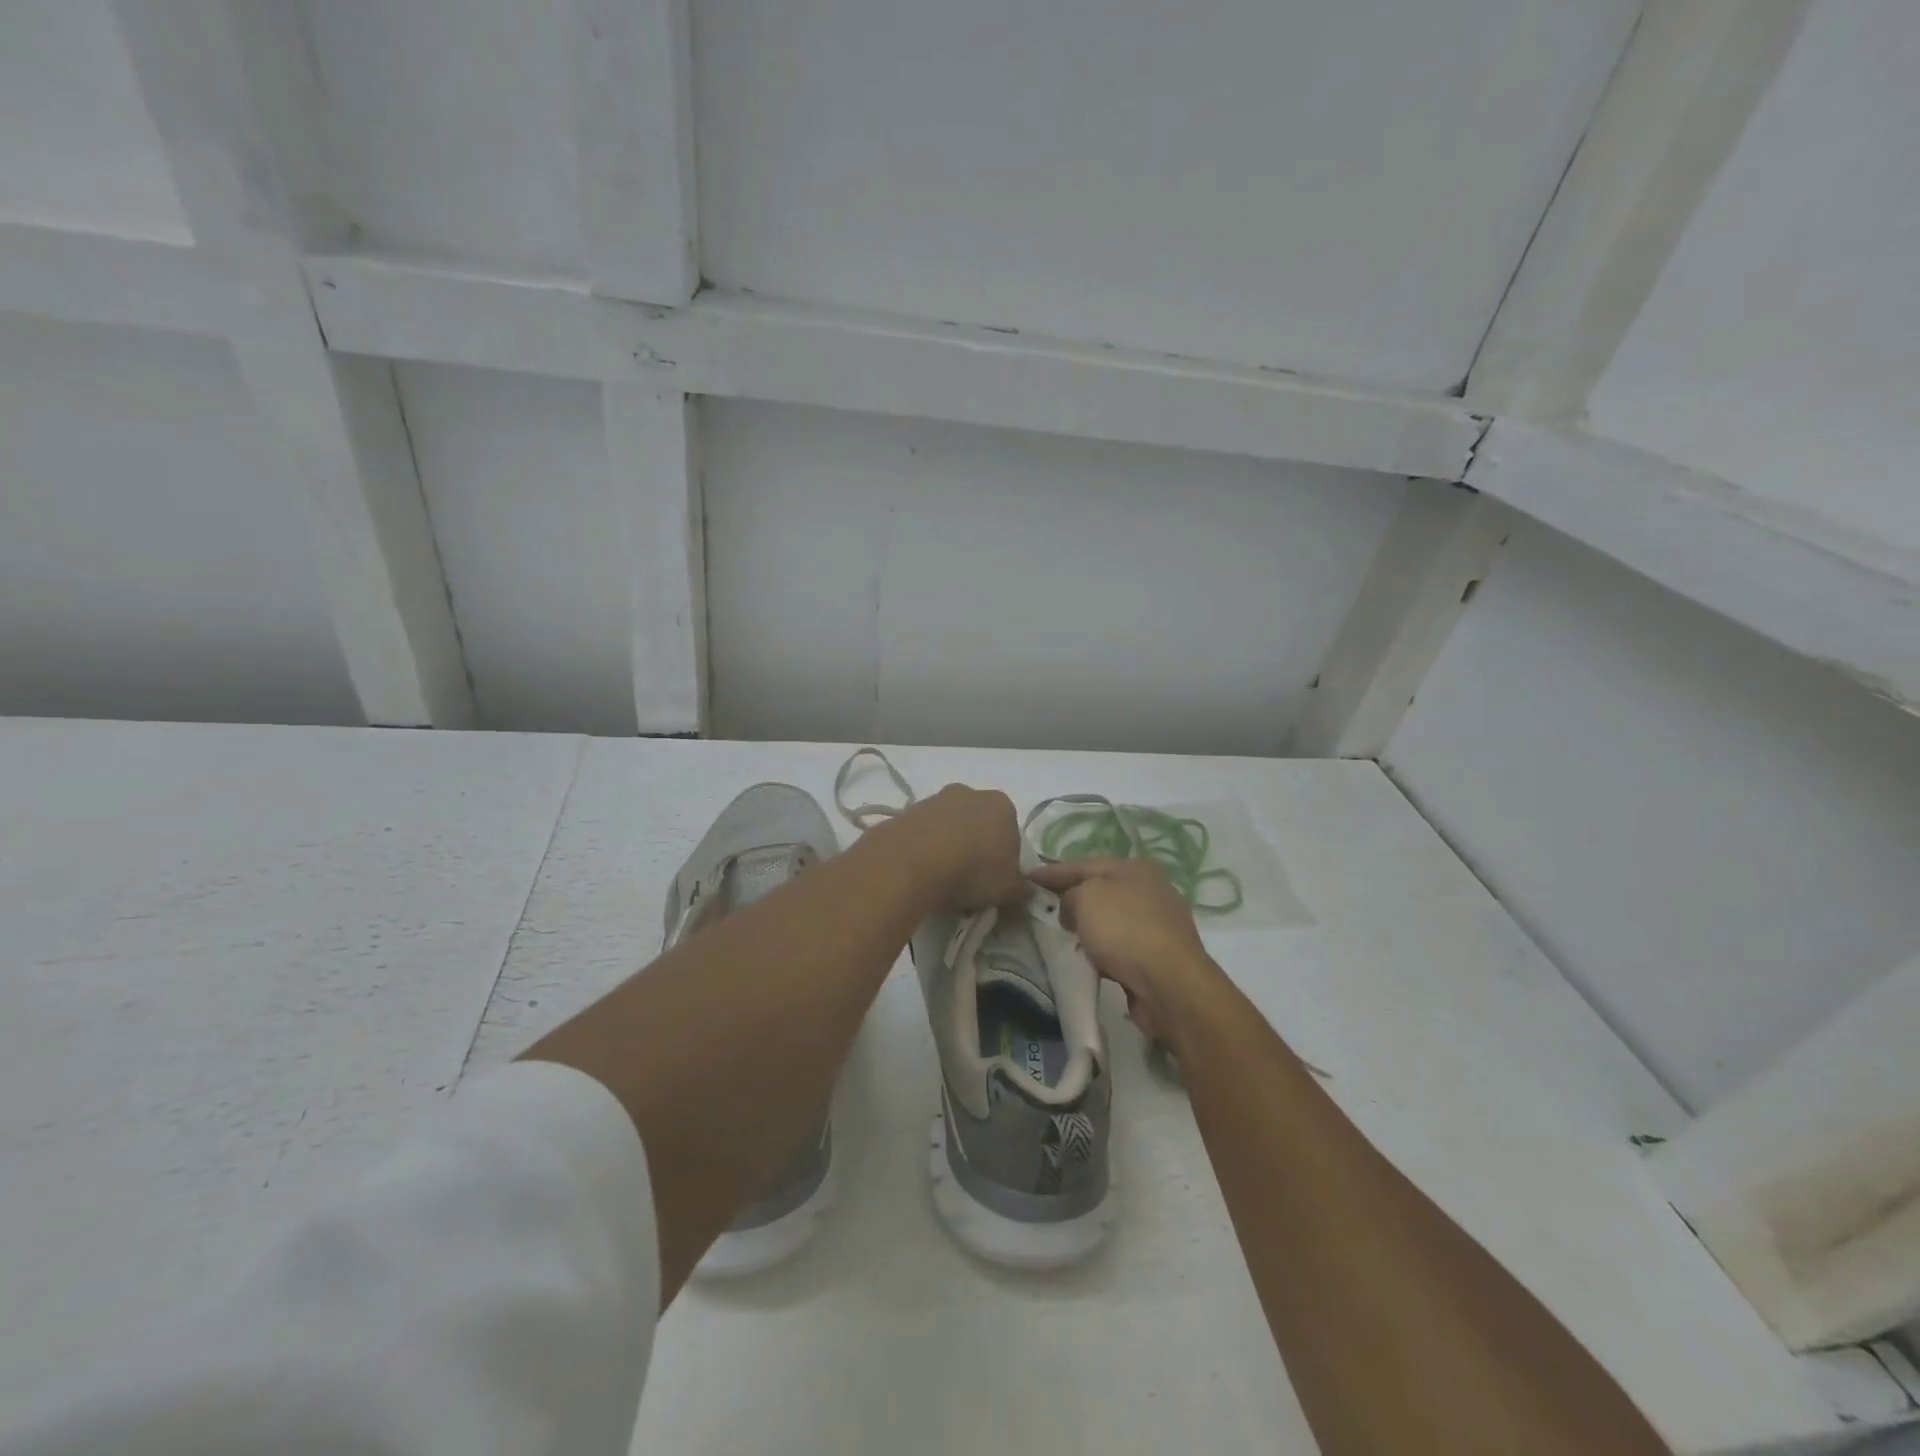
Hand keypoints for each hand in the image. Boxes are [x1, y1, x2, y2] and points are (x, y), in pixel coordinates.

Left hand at [888, 784, 1025, 911]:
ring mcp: (935, 799)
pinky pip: (923, 836)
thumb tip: (1018, 900)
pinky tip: (921, 874)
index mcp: (1002, 805)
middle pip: (979, 828)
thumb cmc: (973, 870)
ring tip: (941, 884)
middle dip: (976, 853)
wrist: (913, 862)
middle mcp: (969, 793)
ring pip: (949, 830)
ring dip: (949, 852)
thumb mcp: (1009, 891)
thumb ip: (1019, 893)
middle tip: (969, 885)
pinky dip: (924, 852)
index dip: (1005, 863)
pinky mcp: (907, 812)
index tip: (994, 885)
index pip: (1011, 835)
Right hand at [1027, 857, 1225, 1042]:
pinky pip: (1120, 945)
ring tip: (1061, 937)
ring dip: (1087, 927)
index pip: (1082, 864)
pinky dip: (1103, 949)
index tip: (1025, 877)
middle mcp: (1150, 889)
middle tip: (1041, 908)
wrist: (1170, 984)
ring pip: (1110, 919)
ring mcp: (1158, 923)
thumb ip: (1069, 894)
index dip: (1051, 871)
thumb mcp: (1086, 898)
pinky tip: (1089, 960)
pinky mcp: (1159, 955)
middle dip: (1070, 898)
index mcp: (1134, 867)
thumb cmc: (1125, 930)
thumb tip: (1072, 908)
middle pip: (1099, 890)